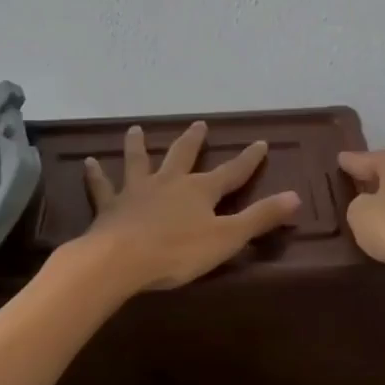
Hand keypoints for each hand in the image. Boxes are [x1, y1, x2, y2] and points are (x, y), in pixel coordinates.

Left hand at [81, 122, 301, 291]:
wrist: (121, 260)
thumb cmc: (178, 252)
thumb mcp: (227, 238)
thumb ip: (260, 218)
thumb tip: (296, 197)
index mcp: (200, 191)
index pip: (232, 172)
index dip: (248, 159)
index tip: (261, 142)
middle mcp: (170, 183)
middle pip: (184, 156)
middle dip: (194, 141)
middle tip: (199, 124)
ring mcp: (137, 191)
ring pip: (140, 162)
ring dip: (139, 145)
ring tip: (137, 129)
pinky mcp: (110, 206)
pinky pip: (103, 186)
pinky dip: (96, 175)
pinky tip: (88, 163)